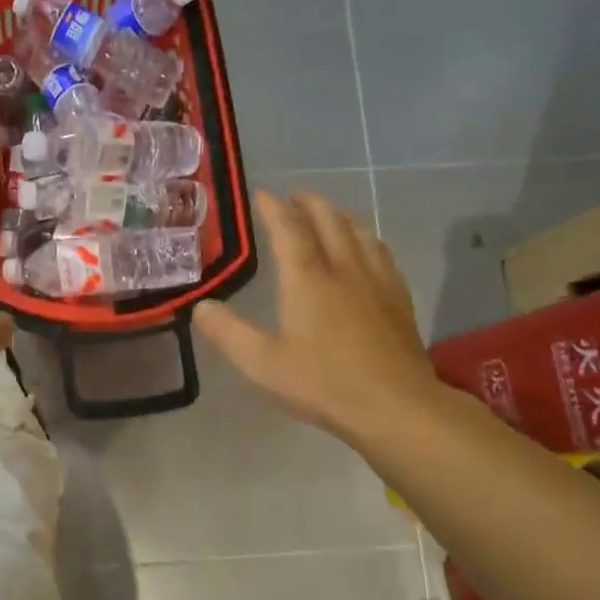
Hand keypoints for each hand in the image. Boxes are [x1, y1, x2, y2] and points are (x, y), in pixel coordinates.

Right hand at [194, 190, 441, 445]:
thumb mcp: (261, 363)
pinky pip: (381, 254)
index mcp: (308, 279)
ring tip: (329, 215)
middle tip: (295, 196)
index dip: (274, 209)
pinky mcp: (398, 300)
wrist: (394, 406)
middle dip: (310, 204)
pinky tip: (368, 250)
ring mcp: (377, 282)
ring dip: (340, 217)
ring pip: (360, 233)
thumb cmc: (322, 383)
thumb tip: (201, 307)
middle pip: (329, 221)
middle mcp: (344, 269)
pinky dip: (367, 239)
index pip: (289, 229)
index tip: (262, 194)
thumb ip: (227, 332)